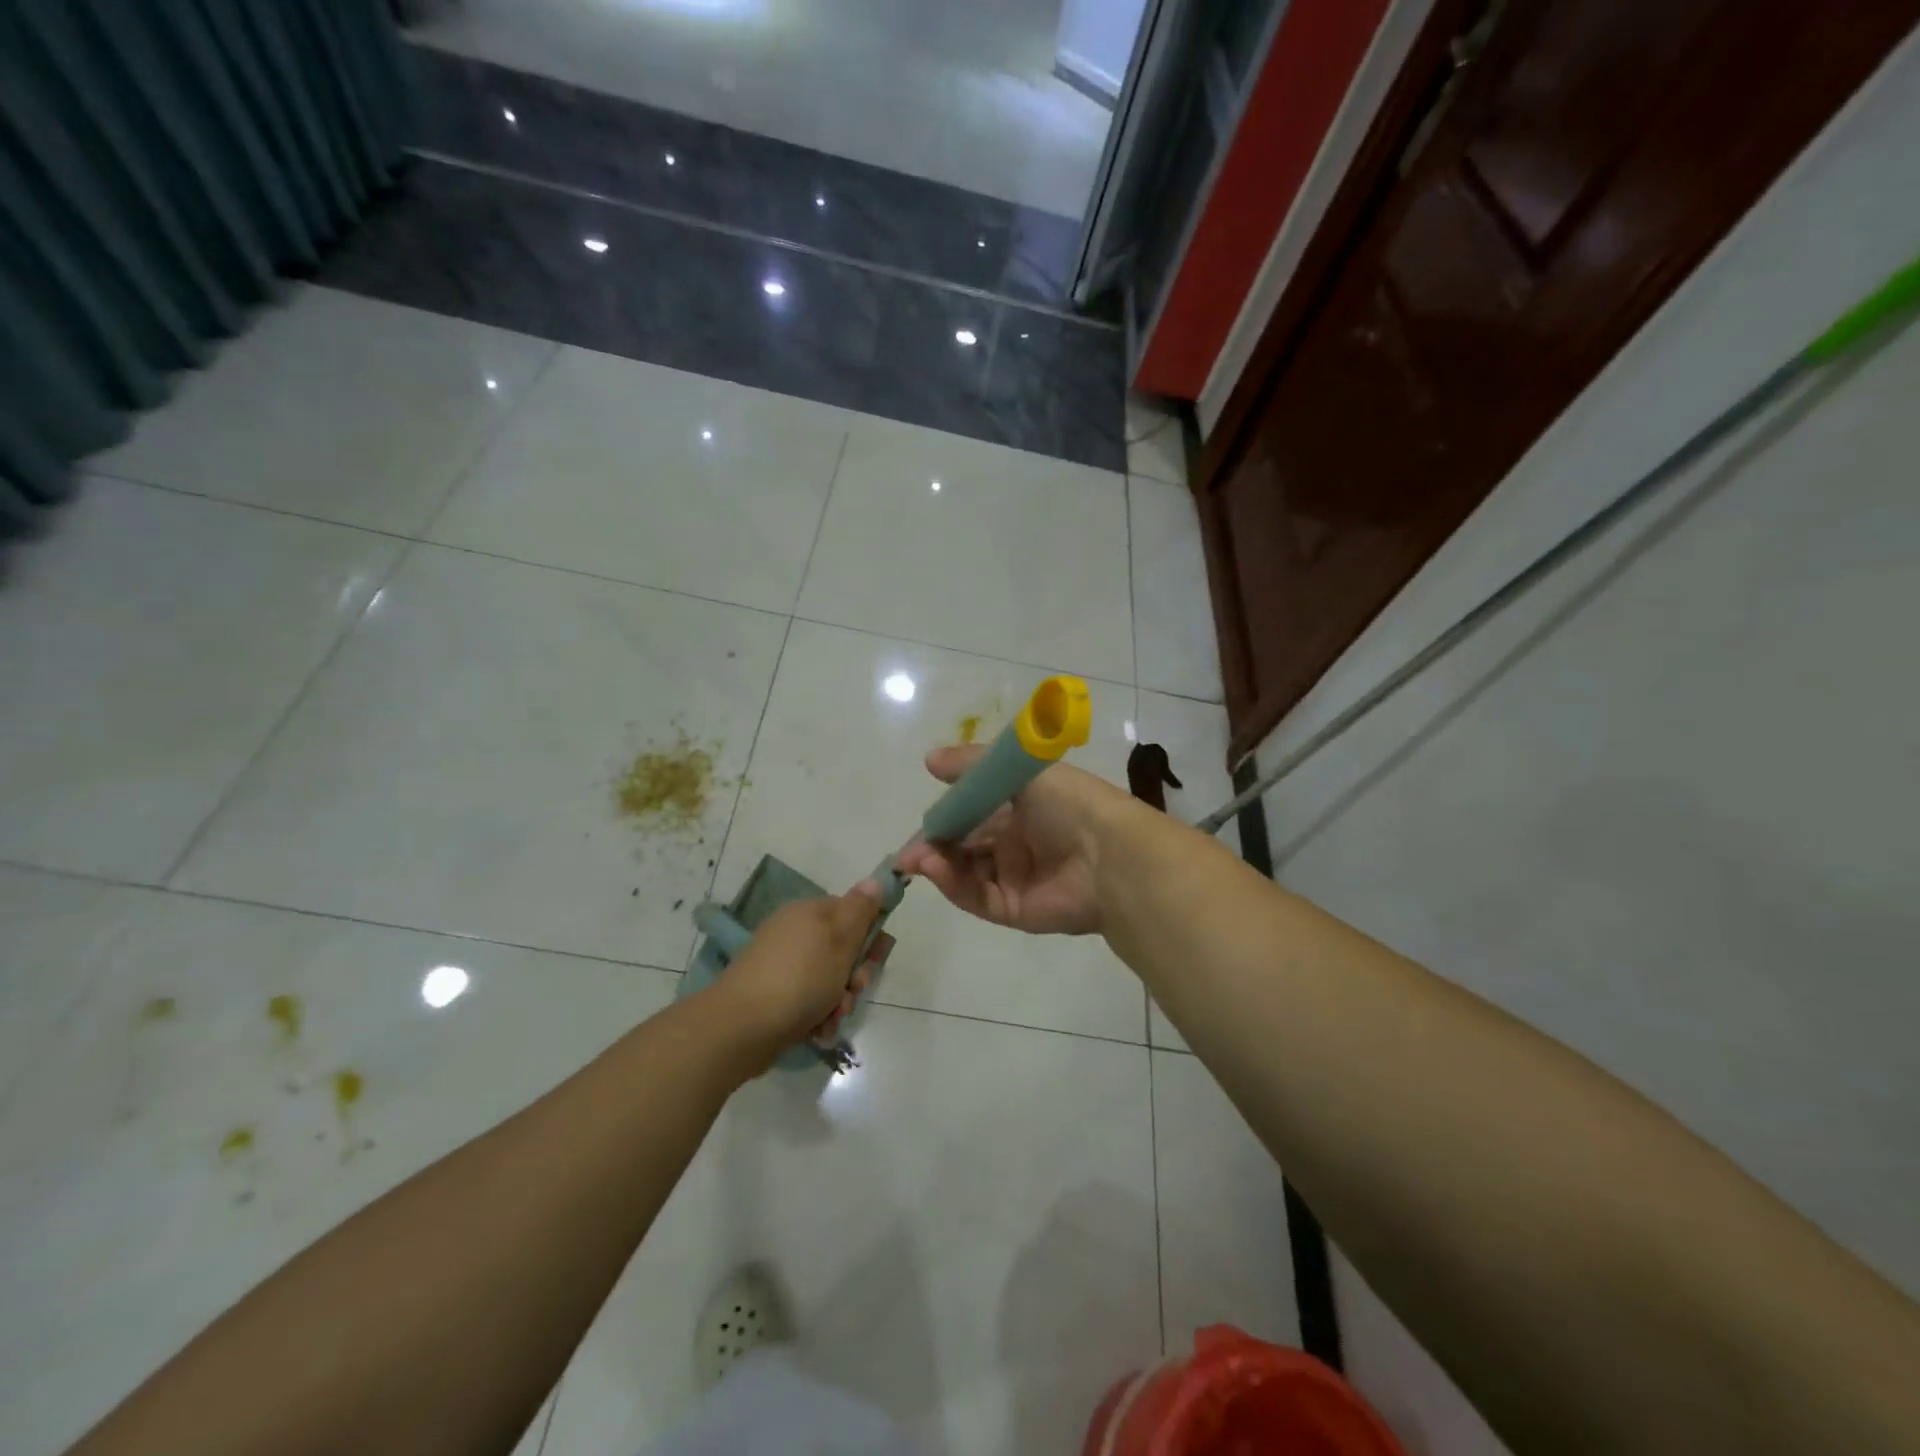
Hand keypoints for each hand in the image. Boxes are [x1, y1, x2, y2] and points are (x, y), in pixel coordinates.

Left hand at [707, 884, 882, 1067]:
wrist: (743, 1025)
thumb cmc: (801, 977)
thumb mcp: (840, 938)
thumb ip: (860, 909)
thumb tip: (874, 881)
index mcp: (810, 912)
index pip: (852, 912)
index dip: (870, 934)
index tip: (877, 957)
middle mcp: (795, 933)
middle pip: (842, 949)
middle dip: (855, 974)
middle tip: (855, 990)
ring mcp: (783, 965)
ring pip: (829, 979)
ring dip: (840, 999)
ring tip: (833, 1016)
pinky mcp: (774, 995)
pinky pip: (809, 1000)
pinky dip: (819, 1015)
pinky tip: (819, 1029)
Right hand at [896, 745, 1123, 935]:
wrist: (1110, 853)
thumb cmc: (1068, 803)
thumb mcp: (1019, 771)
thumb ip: (972, 765)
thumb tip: (928, 760)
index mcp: (1021, 810)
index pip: (973, 814)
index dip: (945, 818)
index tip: (922, 822)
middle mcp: (1016, 844)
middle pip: (965, 848)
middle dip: (935, 847)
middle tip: (908, 852)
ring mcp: (1015, 879)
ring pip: (966, 874)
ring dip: (939, 866)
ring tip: (918, 859)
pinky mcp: (1015, 910)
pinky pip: (976, 898)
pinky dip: (952, 885)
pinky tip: (936, 870)